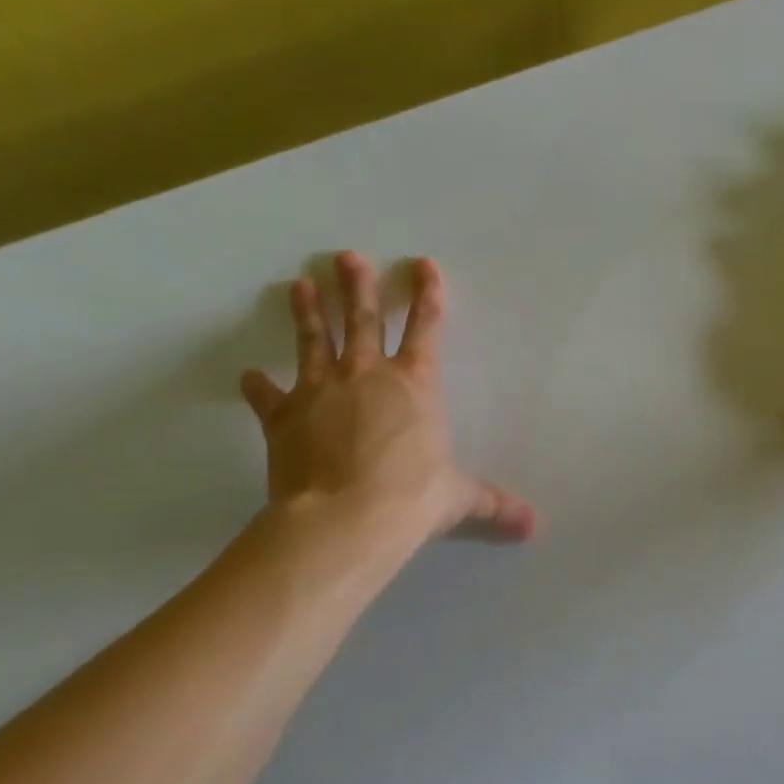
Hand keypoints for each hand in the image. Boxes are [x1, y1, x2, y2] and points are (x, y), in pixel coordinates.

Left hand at [239, 252, 536, 543]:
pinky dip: (259, 387)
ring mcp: (321, 391)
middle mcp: (367, 376)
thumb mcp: (459, 498)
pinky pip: (269, 397)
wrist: (346, 519)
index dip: (427, 294)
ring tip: (300, 284)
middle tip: (345, 257)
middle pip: (362, 319)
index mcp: (415, 385)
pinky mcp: (284, 417)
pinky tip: (248, 375)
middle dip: (357, 286)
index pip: (426, 328)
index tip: (422, 264)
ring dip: (308, 312)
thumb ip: (494, 504)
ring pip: (314, 341)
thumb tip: (534, 526)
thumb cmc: (412, 498)